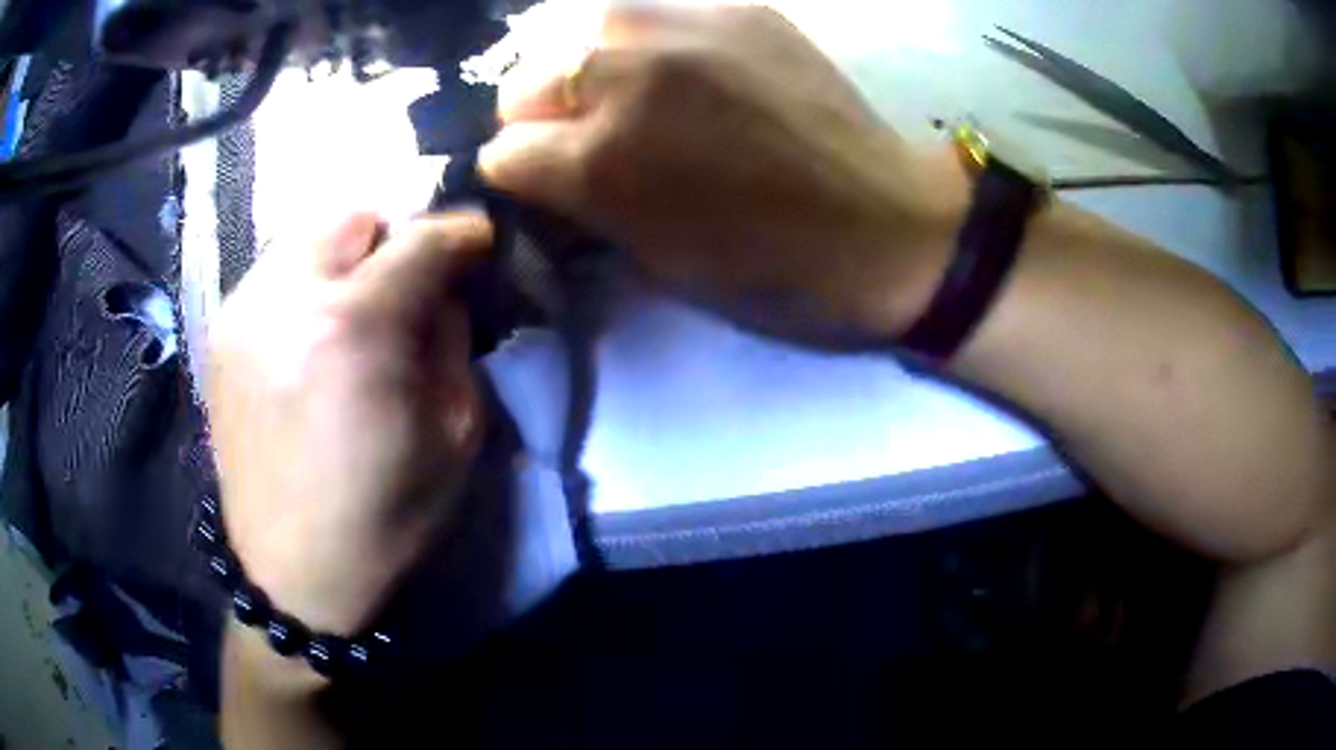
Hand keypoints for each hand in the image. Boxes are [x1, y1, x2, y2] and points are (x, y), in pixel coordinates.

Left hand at [206, 212, 491, 635]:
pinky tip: (312, 334)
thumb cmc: (382, 518)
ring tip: (356, 308)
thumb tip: (443, 290)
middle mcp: (286, 299)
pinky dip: (305, 284)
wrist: (290, 575)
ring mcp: (242, 312)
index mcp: (353, 329)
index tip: (479, 243)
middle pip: (354, 216)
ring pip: (307, 237)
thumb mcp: (454, 435)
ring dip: (345, 258)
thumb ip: (452, 341)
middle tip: (408, 283)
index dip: (462, 232)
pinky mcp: (220, 334)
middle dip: (394, 237)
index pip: (421, 238)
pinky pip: (273, 275)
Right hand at [480, 5, 966, 347]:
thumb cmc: (772, 272)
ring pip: (579, 29)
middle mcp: (625, 75)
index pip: (502, 153)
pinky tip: (687, 68)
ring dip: (589, 67)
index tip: (549, 187)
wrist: (888, 228)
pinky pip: (655, 12)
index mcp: (599, 160)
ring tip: (632, 92)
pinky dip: (651, 42)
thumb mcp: (653, 264)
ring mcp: (684, 26)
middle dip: (540, 116)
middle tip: (585, 137)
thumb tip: (545, 175)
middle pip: (523, 79)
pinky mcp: (738, 7)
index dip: (521, 177)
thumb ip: (582, 207)